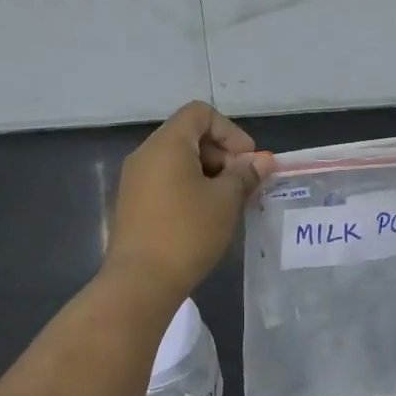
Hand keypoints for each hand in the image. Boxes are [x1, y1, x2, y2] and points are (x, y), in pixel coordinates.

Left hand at [104, 102, 274, 300]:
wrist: (140, 282)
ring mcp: (135, 179)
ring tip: (227, 203)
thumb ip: (245, 174)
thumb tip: (263, 160)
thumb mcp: (225, 201)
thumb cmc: (187, 233)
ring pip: (178, 160)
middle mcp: (146, 154)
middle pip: (189, 135)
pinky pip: (166, 181)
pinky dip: (189, 188)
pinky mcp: (132, 203)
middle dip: (221, 154)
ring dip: (207, 174)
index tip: (247, 161)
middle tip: (242, 185)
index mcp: (167, 144)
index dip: (230, 131)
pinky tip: (205, 216)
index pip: (200, 113)